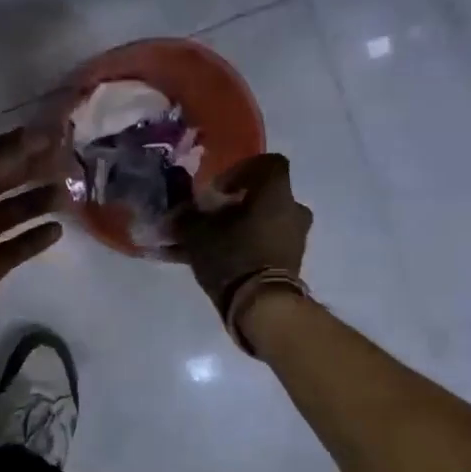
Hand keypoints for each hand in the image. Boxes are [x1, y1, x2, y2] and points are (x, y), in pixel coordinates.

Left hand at [0, 129, 63, 363]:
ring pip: (6, 214)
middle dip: (29, 171)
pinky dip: (32, 238)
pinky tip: (57, 230)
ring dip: (34, 203)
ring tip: (70, 194)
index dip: (16, 145)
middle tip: (70, 162)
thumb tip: (35, 133)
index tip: (55, 135)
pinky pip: (11, 247)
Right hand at [174, 153, 311, 312]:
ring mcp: (293, 240)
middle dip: (233, 206)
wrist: (261, 307)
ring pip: (259, 225)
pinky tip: (207, 264)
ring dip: (234, 230)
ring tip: (201, 246)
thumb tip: (177, 209)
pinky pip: (260, 248)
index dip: (241, 170)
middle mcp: (292, 212)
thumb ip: (186, 216)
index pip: (269, 163)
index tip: (217, 189)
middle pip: (262, 198)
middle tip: (208, 218)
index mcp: (276, 194)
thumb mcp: (197, 233)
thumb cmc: (232, 256)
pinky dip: (238, 250)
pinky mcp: (288, 265)